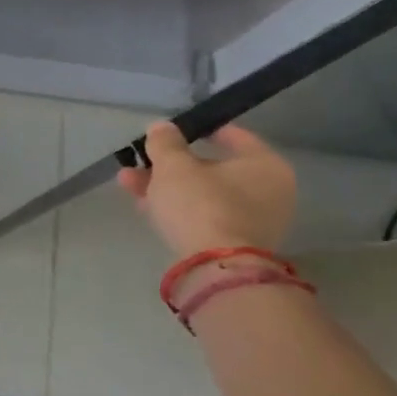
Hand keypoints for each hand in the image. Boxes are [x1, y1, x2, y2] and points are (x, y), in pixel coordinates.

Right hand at [117, 121, 295, 258]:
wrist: (215, 268)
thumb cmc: (201, 203)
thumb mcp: (173, 165)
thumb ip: (165, 142)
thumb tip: (162, 128)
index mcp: (265, 164)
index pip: (231, 136)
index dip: (197, 130)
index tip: (170, 132)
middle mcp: (269, 191)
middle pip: (211, 168)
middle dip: (170, 164)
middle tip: (139, 160)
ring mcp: (255, 221)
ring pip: (203, 194)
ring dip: (166, 186)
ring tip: (127, 182)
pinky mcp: (237, 245)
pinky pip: (204, 216)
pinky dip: (178, 208)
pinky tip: (144, 205)